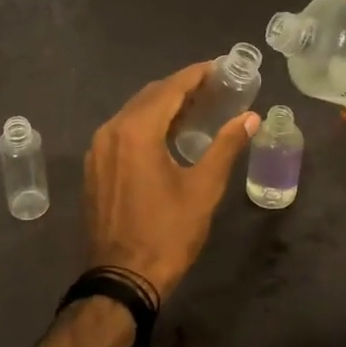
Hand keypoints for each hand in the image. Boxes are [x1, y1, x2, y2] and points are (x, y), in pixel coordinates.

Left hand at [85, 62, 258, 302]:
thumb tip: (251, 117)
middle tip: (214, 87)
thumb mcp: (203, 189)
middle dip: (181, 88)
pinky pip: (122, 132)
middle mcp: (111, 131)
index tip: (221, 67)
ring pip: (133, 113)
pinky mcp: (95, 167)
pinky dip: (146, 125)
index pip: (170, 89)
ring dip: (163, 106)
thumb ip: (226, 146)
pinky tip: (167, 134)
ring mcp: (98, 150)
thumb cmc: (167, 233)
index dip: (197, 75)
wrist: (122, 279)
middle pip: (149, 96)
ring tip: (196, 108)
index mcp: (136, 131)